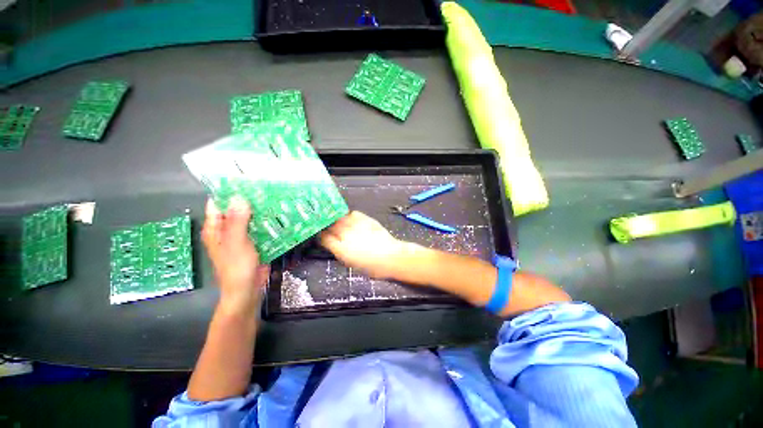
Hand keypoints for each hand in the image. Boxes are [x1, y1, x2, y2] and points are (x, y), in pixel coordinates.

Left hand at [201, 197, 269, 313]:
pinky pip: (260, 227)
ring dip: (261, 210)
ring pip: (251, 217)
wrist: (247, 290)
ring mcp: (241, 235)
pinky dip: (267, 221)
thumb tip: (239, 196)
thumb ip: (237, 221)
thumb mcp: (236, 243)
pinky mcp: (253, 242)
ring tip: (277, 197)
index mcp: (216, 228)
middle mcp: (227, 229)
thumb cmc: (237, 267)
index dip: (230, 190)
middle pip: (237, 208)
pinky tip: (279, 215)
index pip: (219, 202)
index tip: (248, 179)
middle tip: (269, 187)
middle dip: (251, 199)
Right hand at [319, 211, 405, 278]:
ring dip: (337, 220)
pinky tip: (351, 220)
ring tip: (338, 222)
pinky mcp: (366, 219)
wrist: (391, 257)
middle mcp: (346, 234)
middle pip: (330, 225)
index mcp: (340, 249)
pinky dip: (350, 216)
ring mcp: (356, 225)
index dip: (321, 236)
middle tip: (327, 227)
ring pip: (340, 218)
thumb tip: (333, 244)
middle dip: (327, 226)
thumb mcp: (351, 264)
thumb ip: (339, 252)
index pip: (324, 238)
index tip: (320, 235)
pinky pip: (353, 214)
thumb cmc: (372, 267)